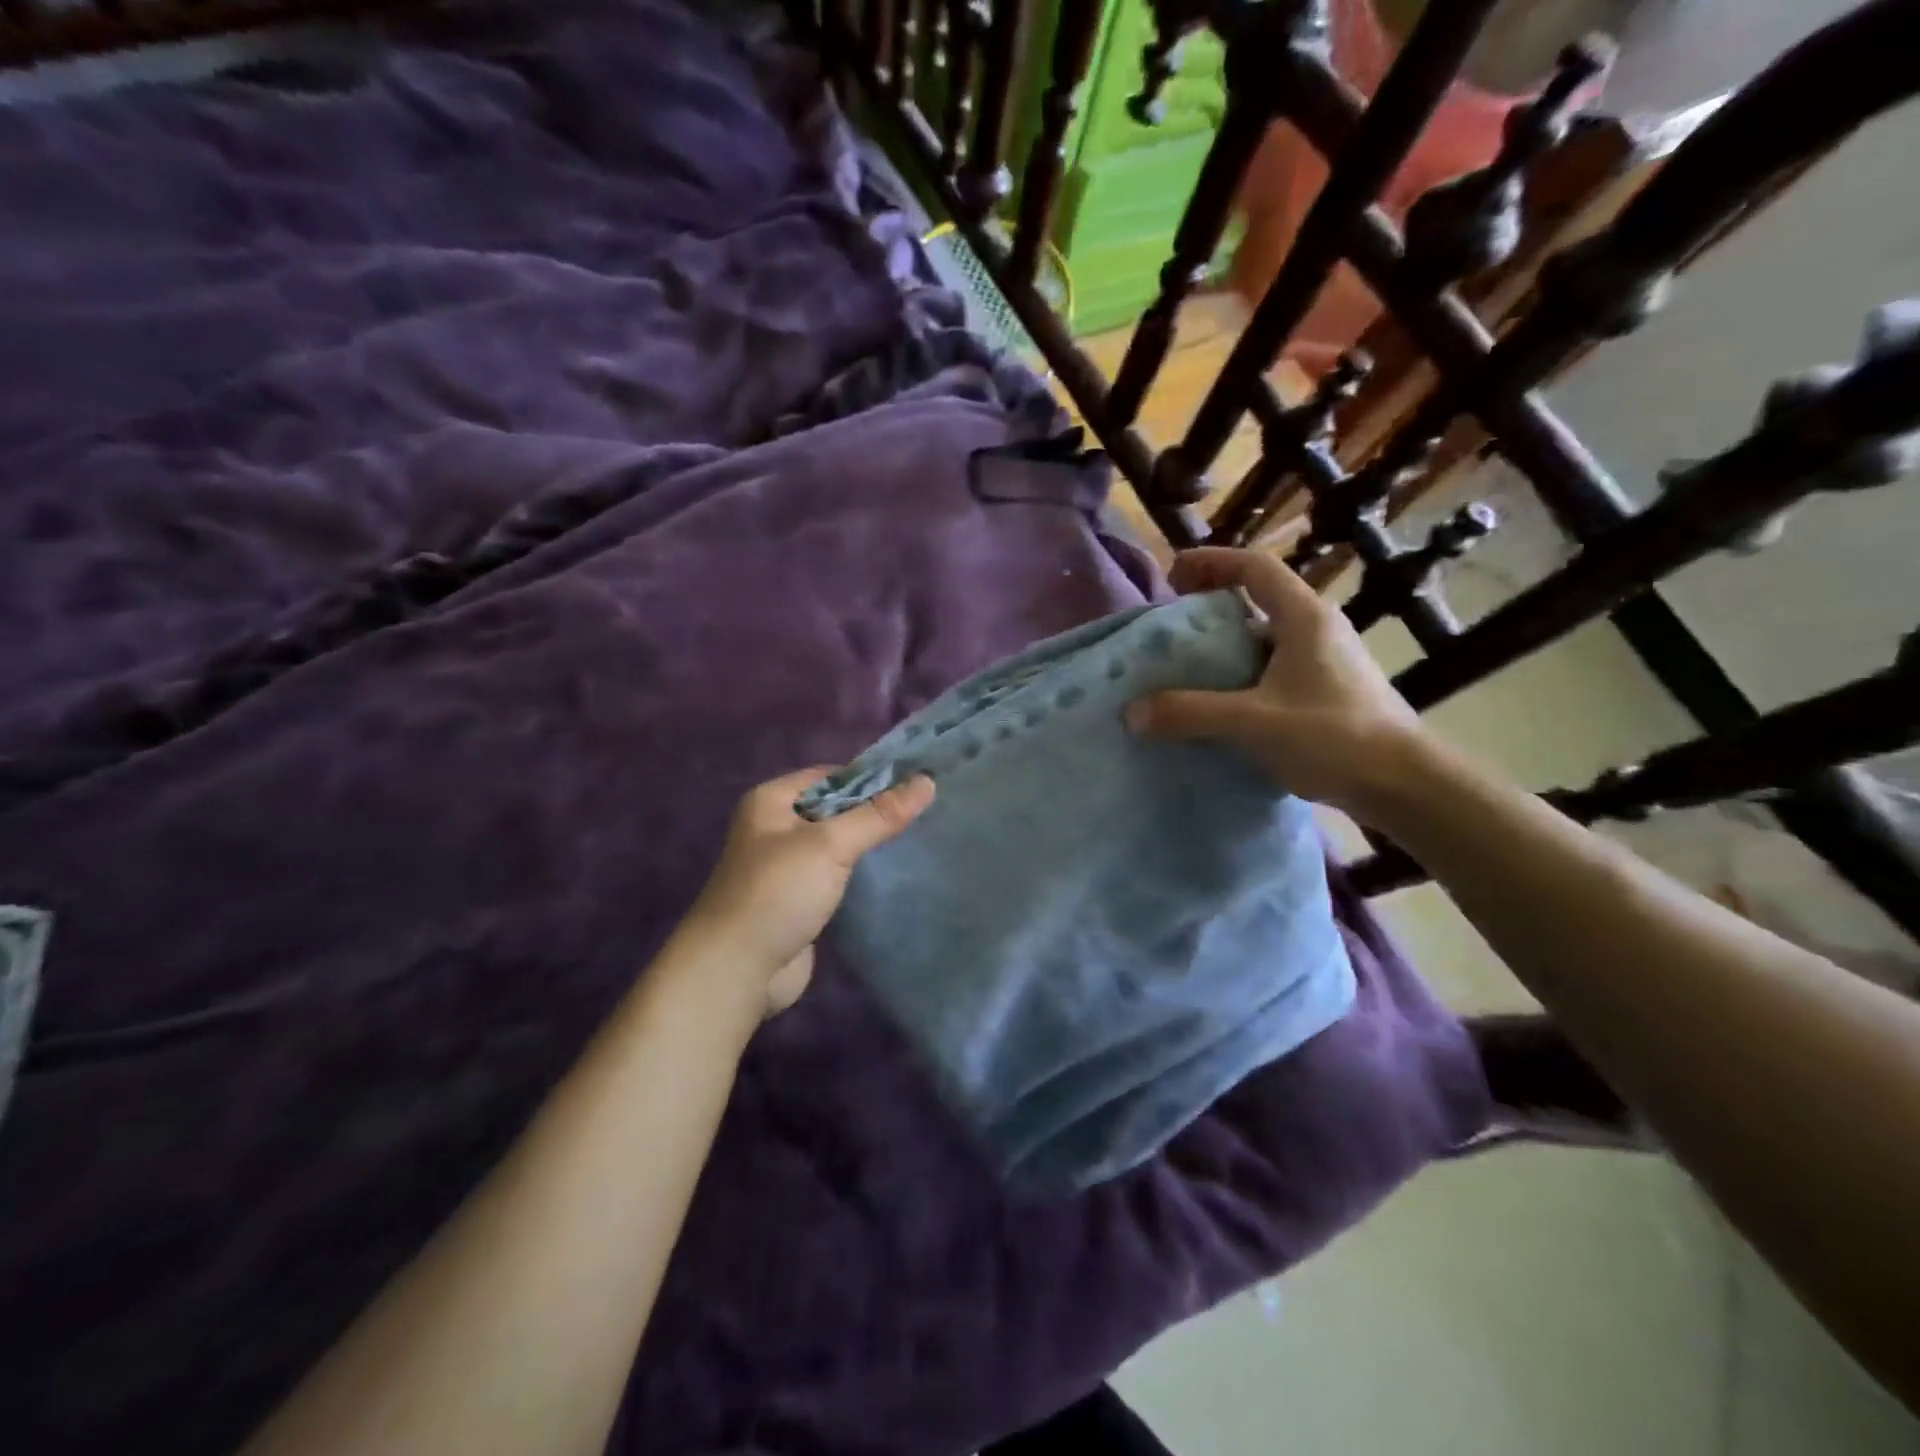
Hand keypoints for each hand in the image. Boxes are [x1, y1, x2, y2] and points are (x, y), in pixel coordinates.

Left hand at [681, 767, 935, 1015]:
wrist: (736, 970)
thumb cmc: (778, 892)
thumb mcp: (831, 845)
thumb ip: (879, 815)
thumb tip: (927, 781)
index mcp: (771, 801)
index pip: (830, 776)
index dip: (871, 778)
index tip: (915, 784)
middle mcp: (775, 828)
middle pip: (835, 809)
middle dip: (874, 812)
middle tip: (924, 812)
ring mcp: (786, 867)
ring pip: (837, 845)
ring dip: (868, 845)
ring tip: (918, 839)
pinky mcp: (798, 900)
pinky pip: (836, 876)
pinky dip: (860, 875)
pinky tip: (894, 875)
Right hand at [1125, 547, 1425, 824]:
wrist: (1402, 784)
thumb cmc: (1333, 737)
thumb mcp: (1253, 721)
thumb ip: (1190, 713)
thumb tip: (1132, 712)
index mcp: (1304, 618)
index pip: (1254, 567)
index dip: (1211, 562)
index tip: (1172, 574)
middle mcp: (1316, 629)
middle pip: (1257, 599)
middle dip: (1211, 605)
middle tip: (1171, 626)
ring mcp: (1324, 662)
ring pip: (1264, 638)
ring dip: (1225, 645)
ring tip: (1186, 667)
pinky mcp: (1325, 692)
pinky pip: (1272, 670)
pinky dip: (1241, 676)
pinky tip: (1219, 705)